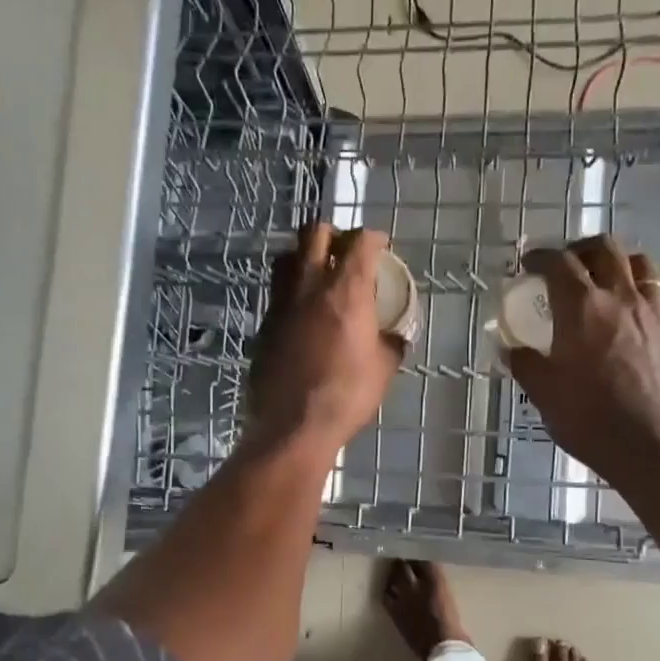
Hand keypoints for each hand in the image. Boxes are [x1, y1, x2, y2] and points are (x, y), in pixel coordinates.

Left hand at [247, 223, 401, 456]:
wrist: (293, 426)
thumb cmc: (347, 395)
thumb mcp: (384, 369)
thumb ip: (391, 343)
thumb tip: (395, 336)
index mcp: (345, 291)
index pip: (359, 242)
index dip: (373, 237)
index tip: (381, 246)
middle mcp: (308, 287)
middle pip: (314, 234)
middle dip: (333, 234)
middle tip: (345, 252)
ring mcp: (280, 304)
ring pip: (287, 258)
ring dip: (304, 257)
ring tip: (319, 276)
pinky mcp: (264, 326)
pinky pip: (277, 294)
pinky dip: (292, 292)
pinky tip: (303, 314)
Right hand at [506, 235, 659, 478]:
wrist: (657, 447)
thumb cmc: (592, 419)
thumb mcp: (544, 393)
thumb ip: (525, 363)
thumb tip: (509, 348)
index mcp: (582, 307)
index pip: (559, 263)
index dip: (539, 257)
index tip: (527, 263)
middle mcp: (620, 298)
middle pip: (604, 249)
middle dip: (579, 249)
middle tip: (562, 266)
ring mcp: (651, 313)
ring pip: (636, 264)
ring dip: (613, 263)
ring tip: (597, 281)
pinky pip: (652, 292)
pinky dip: (633, 288)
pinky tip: (621, 314)